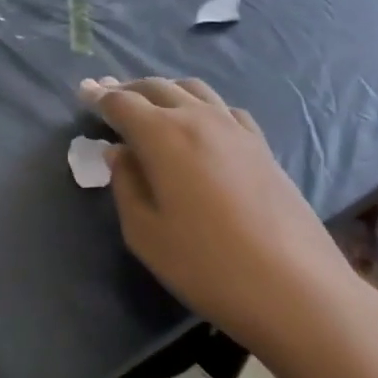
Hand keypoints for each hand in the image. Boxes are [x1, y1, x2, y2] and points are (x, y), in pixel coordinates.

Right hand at [80, 76, 377, 358]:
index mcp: (164, 136)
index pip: (122, 103)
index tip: (82, 90)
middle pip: (157, 87)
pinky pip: (223, 109)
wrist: (296, 290)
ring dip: (163, 90)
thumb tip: (119, 153)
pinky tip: (198, 123)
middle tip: (106, 93)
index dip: (99, 96)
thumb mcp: (144, 232)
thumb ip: (125, 184)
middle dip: (127, 88)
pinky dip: (199, 105)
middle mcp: (199, 119)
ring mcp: (236, 130)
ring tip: (147, 103)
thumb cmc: (206, 265)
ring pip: (193, 90)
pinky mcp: (261, 147)